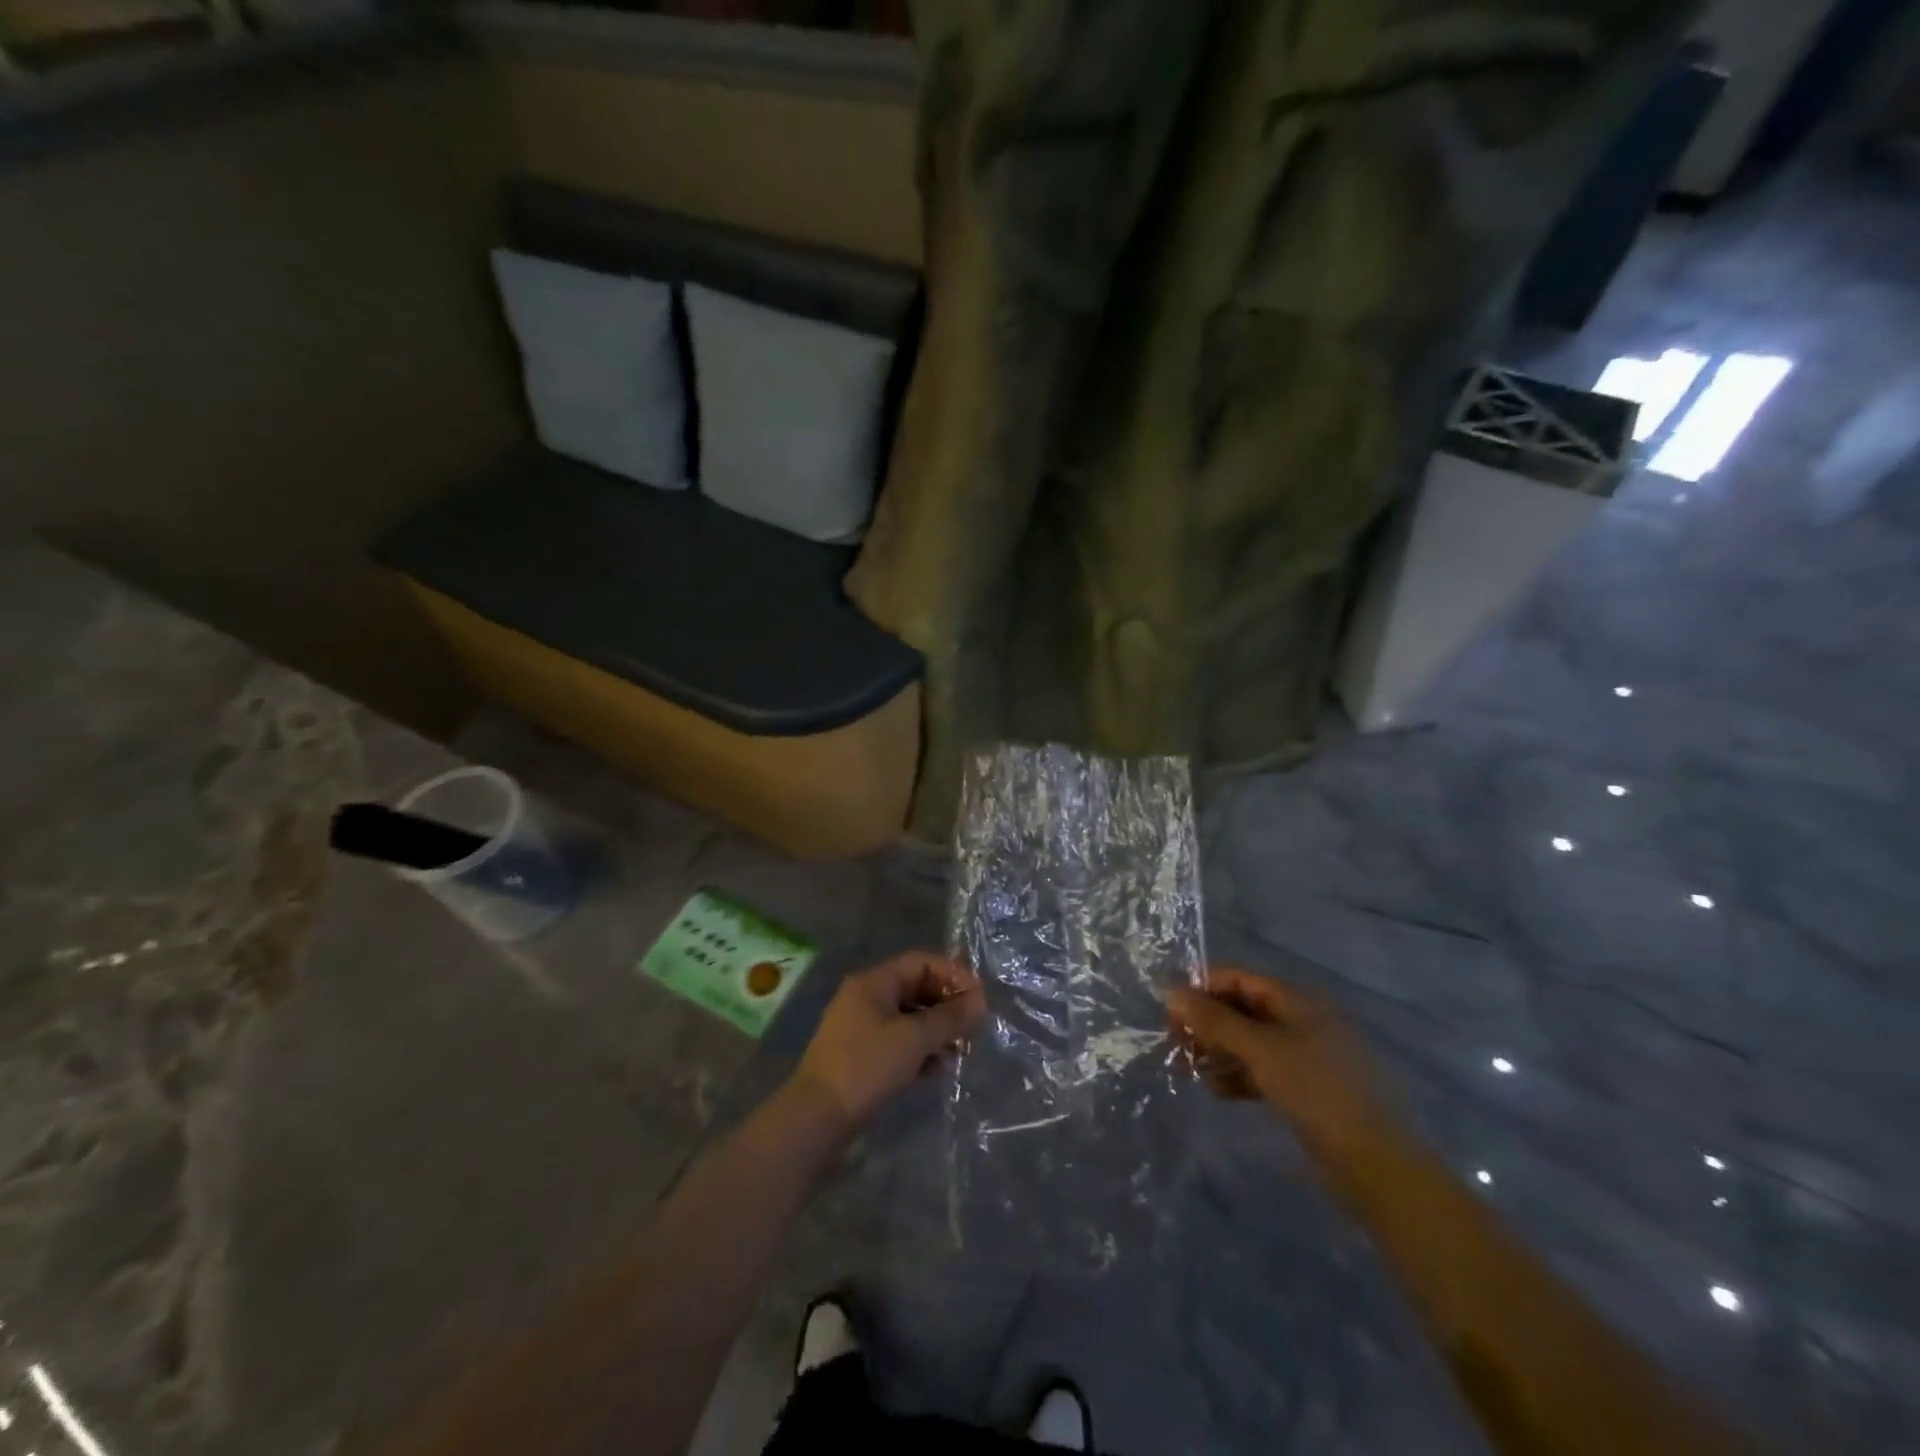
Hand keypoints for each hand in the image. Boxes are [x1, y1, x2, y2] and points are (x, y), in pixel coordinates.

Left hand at [788, 951, 985, 1135]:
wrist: (816, 1119)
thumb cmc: (866, 1068)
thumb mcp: (913, 1039)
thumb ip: (949, 1018)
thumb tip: (980, 1002)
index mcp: (874, 982)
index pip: (921, 962)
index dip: (953, 975)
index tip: (979, 998)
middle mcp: (866, 998)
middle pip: (916, 988)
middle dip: (947, 1005)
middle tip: (973, 1026)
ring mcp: (862, 1028)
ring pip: (909, 1018)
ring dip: (937, 1030)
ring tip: (960, 1050)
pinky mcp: (862, 1057)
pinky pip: (899, 1042)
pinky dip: (921, 1050)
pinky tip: (939, 1069)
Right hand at [1167, 968, 1395, 1171]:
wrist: (1373, 1163)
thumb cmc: (1316, 1091)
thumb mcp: (1260, 1049)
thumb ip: (1214, 1020)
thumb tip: (1172, 992)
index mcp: (1295, 1000)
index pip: (1237, 978)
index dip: (1202, 989)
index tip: (1171, 1013)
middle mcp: (1298, 1020)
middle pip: (1240, 1009)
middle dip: (1206, 1024)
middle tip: (1175, 1047)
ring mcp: (1302, 1056)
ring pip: (1247, 1041)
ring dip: (1216, 1051)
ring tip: (1190, 1072)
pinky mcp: (1302, 1089)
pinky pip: (1259, 1070)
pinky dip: (1236, 1076)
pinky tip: (1218, 1092)